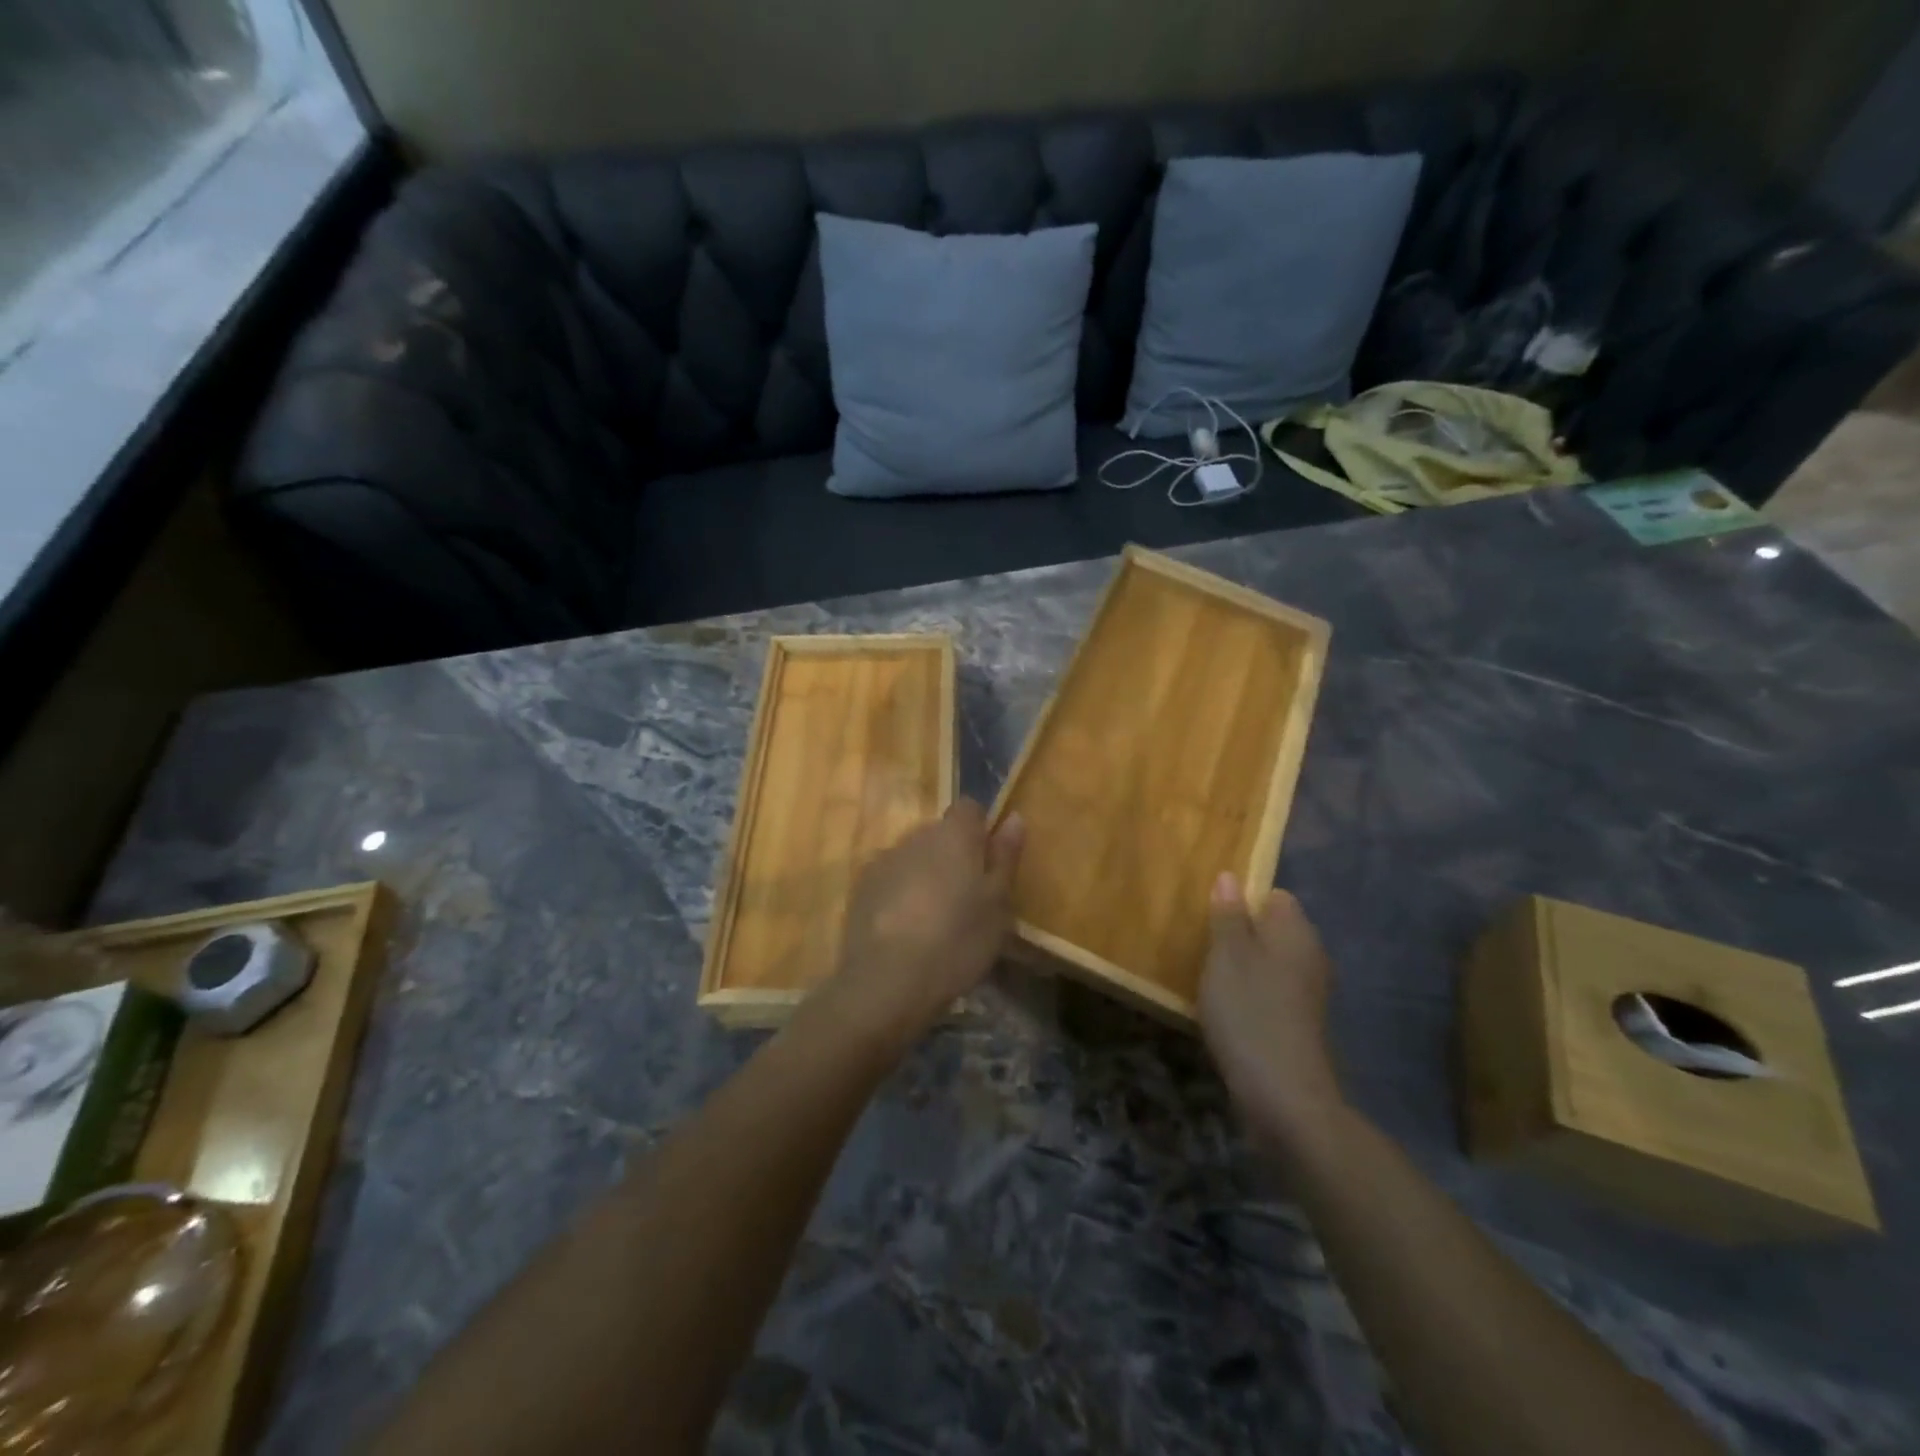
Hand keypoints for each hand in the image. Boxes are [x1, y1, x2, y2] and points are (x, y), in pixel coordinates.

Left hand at [822, 800, 1024, 1050]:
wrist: (887, 981)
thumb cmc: (957, 941)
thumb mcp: (997, 905)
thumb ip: (1005, 857)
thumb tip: (1013, 817)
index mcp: (954, 835)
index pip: (970, 808)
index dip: (981, 831)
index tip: (989, 866)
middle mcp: (916, 836)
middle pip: (940, 833)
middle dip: (954, 856)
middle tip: (968, 900)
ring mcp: (883, 860)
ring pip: (914, 857)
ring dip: (926, 875)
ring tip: (935, 920)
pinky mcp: (861, 888)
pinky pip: (890, 879)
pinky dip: (900, 894)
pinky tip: (906, 931)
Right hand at [1199, 875, 1345, 1147]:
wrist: (1283, 1095)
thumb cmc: (1250, 1012)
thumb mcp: (1227, 955)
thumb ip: (1228, 915)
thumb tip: (1231, 876)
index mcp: (1296, 932)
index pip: (1274, 896)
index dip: (1242, 899)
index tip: (1210, 914)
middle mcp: (1310, 956)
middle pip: (1271, 929)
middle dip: (1238, 933)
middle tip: (1202, 944)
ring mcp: (1307, 993)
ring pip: (1269, 962)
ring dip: (1241, 966)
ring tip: (1207, 976)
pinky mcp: (1299, 1023)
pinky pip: (1270, 991)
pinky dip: (1249, 994)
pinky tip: (1226, 1009)